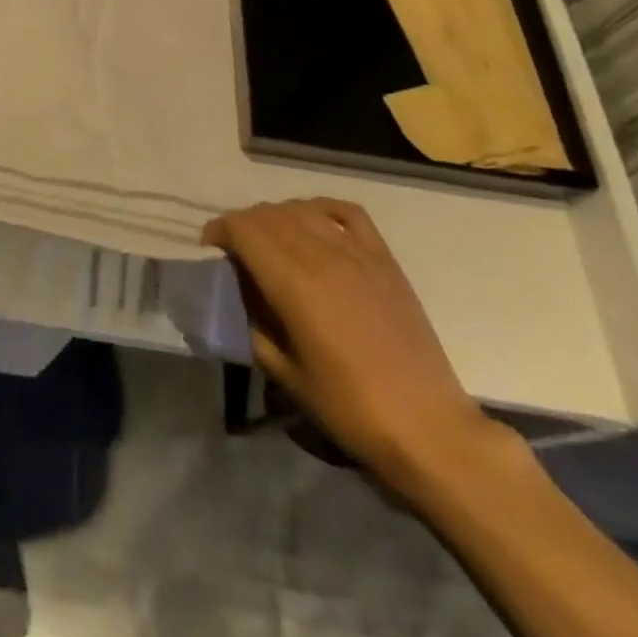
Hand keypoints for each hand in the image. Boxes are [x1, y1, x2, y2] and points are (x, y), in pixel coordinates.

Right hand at [205, 198, 500, 494]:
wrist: (427, 427)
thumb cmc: (348, 407)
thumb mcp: (282, 370)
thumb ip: (253, 320)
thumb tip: (240, 290)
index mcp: (294, 283)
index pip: (244, 228)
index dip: (219, 230)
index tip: (210, 249)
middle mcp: (323, 256)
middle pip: (269, 214)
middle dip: (243, 225)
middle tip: (235, 251)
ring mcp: (359, 254)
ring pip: (302, 209)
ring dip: (276, 217)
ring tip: (270, 241)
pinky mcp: (385, 260)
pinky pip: (347, 213)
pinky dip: (321, 209)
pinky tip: (313, 224)